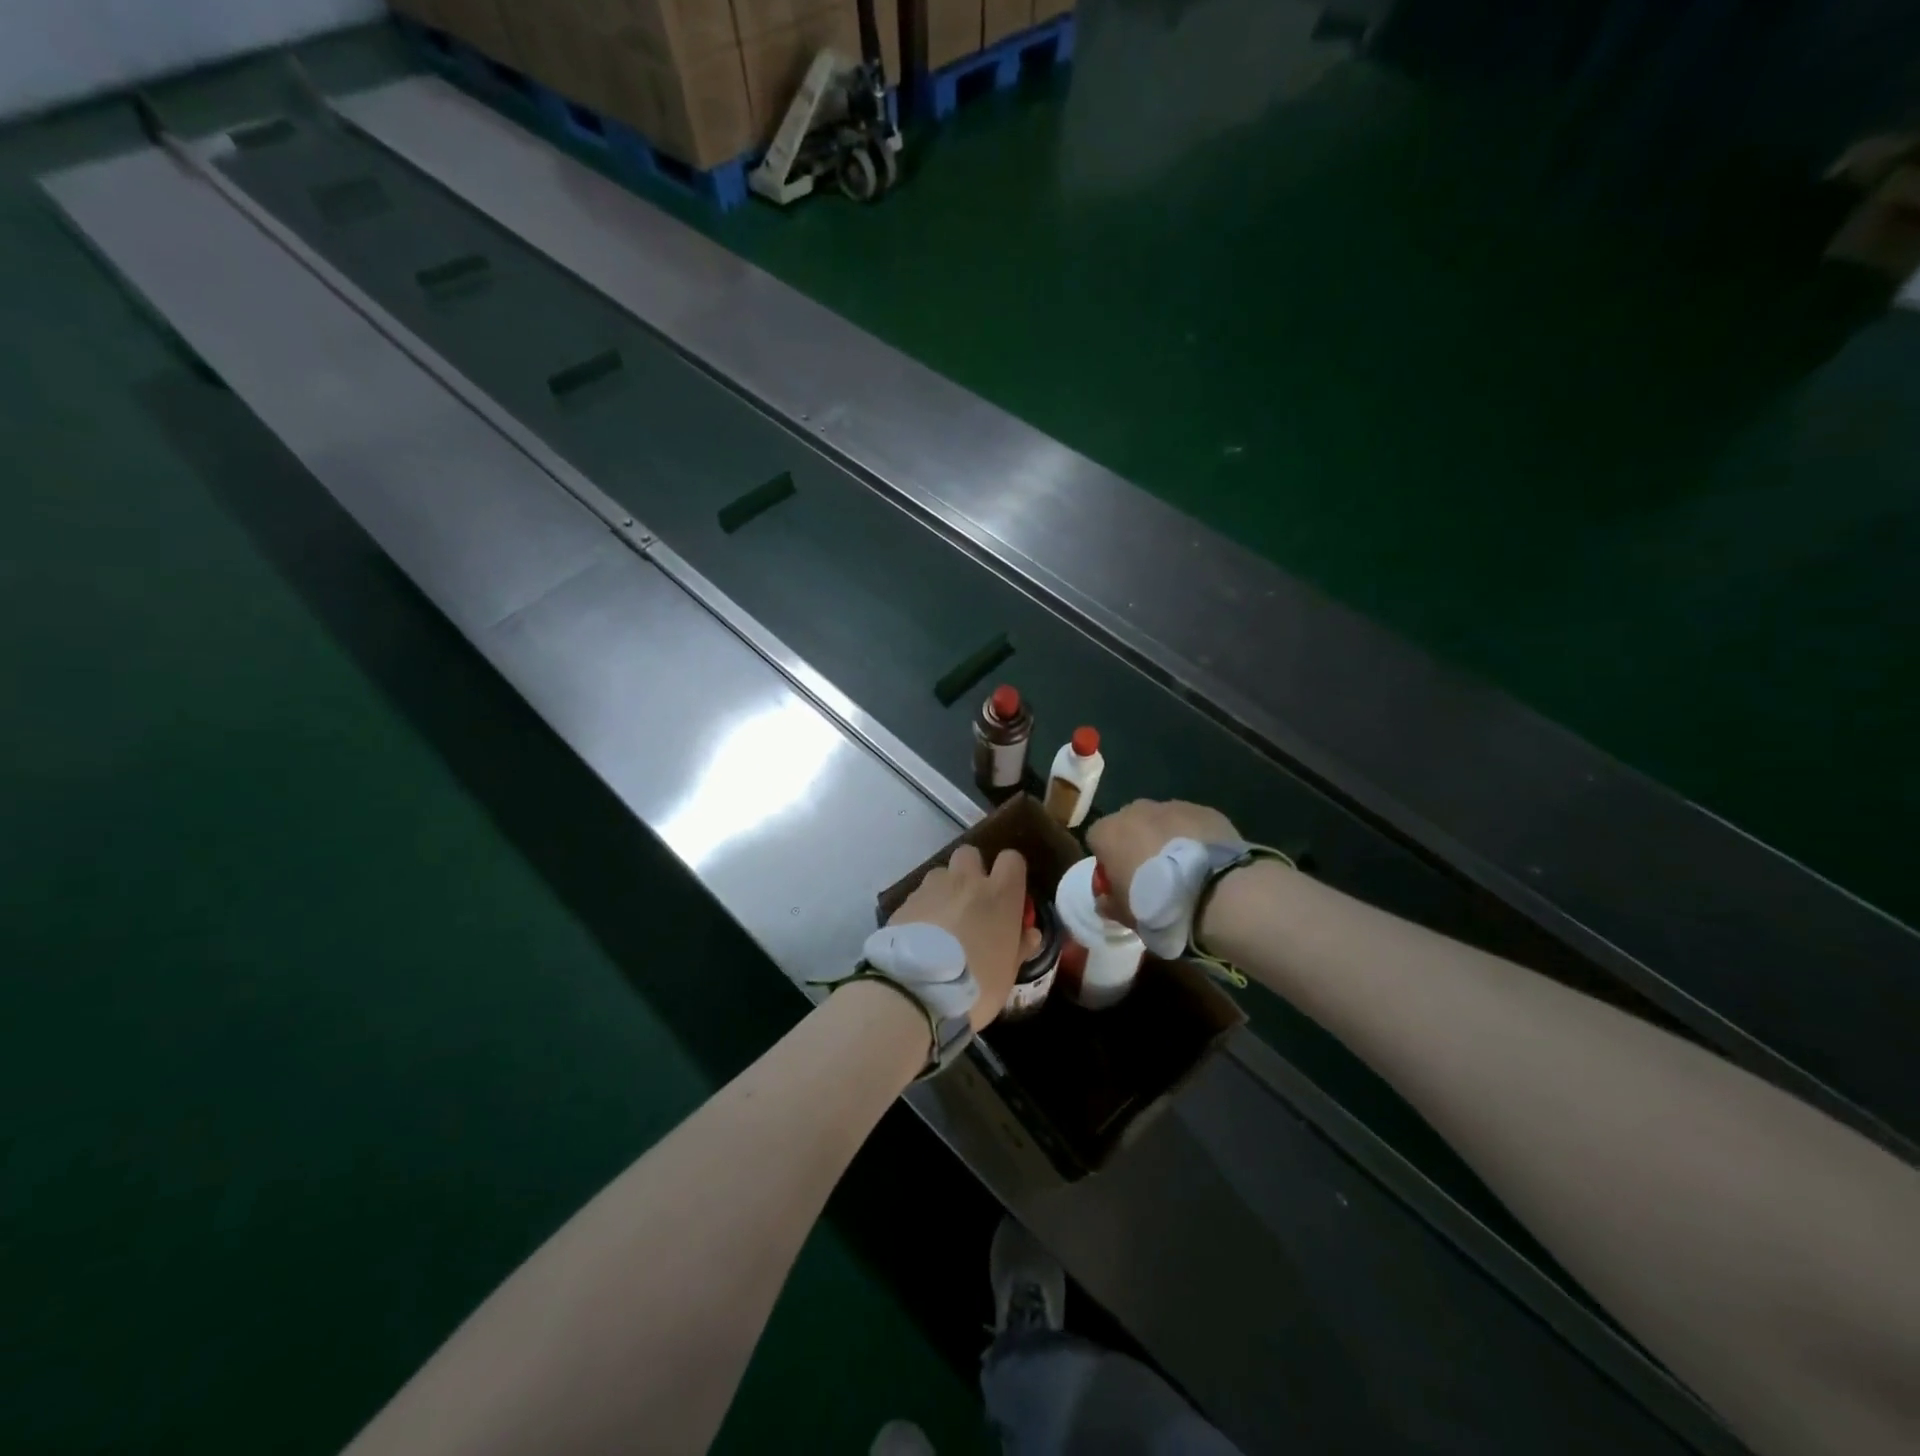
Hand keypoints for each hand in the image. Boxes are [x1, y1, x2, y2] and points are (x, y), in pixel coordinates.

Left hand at [889, 845, 1034, 1032]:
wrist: (917, 990)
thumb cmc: (976, 984)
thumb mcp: (1008, 973)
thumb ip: (1020, 947)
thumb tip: (1030, 933)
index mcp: (999, 895)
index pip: (1012, 859)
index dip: (1010, 872)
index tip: (1008, 892)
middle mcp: (966, 882)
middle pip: (970, 854)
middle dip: (971, 871)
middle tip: (971, 900)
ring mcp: (932, 888)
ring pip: (941, 873)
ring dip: (944, 890)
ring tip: (941, 919)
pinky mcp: (905, 902)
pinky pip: (919, 895)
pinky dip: (922, 908)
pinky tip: (920, 934)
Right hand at [1086, 800, 1239, 922]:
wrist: (1213, 892)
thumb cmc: (1157, 903)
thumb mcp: (1125, 914)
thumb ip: (1109, 902)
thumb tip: (1105, 900)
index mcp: (1108, 832)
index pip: (1096, 839)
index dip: (1107, 859)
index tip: (1119, 879)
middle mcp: (1135, 811)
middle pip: (1129, 824)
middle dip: (1136, 843)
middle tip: (1152, 873)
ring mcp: (1172, 807)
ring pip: (1161, 821)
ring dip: (1166, 838)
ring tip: (1184, 868)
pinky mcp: (1204, 810)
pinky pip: (1191, 823)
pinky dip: (1194, 837)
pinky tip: (1206, 862)